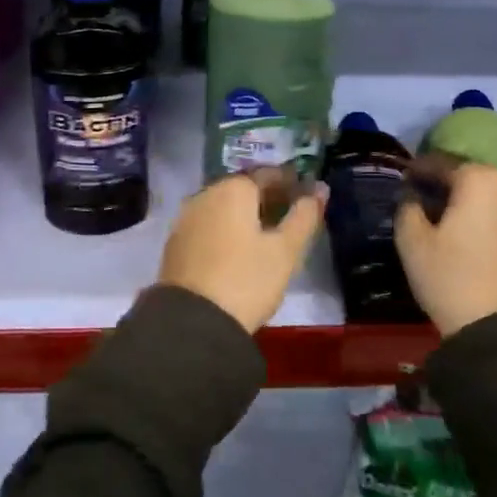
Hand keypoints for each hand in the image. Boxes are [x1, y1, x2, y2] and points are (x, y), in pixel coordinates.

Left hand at [157, 169, 326, 333]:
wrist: (193, 322)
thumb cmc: (247, 280)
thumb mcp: (285, 250)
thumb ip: (304, 216)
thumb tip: (320, 189)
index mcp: (233, 189)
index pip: (267, 174)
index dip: (290, 182)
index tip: (307, 194)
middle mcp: (205, 195)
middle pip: (242, 188)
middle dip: (267, 197)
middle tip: (291, 214)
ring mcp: (186, 219)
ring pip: (223, 207)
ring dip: (245, 214)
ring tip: (268, 234)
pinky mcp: (176, 244)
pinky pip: (208, 225)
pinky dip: (227, 229)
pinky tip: (239, 248)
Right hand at [395, 161, 496, 336]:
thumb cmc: (451, 276)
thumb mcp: (412, 241)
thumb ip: (407, 208)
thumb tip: (411, 196)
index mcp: (479, 180)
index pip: (440, 164)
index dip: (417, 171)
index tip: (401, 180)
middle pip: (467, 178)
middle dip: (442, 186)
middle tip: (418, 199)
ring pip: (486, 199)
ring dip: (463, 204)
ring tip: (439, 221)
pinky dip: (480, 220)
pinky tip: (463, 237)